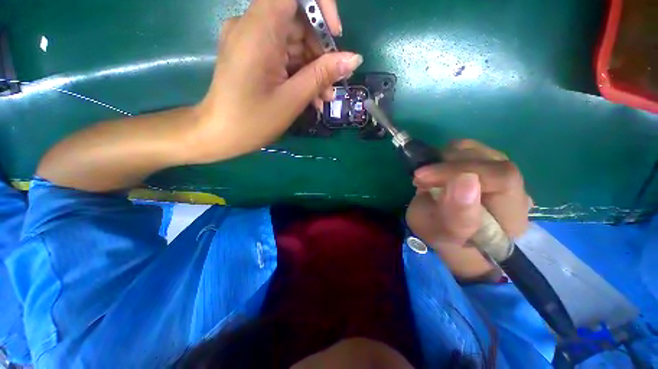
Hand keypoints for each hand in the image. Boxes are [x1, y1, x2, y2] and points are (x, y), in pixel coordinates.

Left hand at [190, 0, 362, 162]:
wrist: (220, 135)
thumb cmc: (253, 121)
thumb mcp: (292, 99)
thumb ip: (322, 74)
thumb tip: (354, 58)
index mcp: (258, 29)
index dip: (321, 8)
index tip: (335, 36)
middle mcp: (252, 26)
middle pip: (298, 22)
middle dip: (321, 53)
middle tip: (333, 84)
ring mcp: (252, 41)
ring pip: (294, 43)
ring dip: (313, 69)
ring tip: (324, 98)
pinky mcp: (254, 55)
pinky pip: (284, 55)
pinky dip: (300, 73)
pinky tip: (311, 97)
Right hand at [406, 140, 530, 280]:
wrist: (446, 232)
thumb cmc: (443, 237)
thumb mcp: (441, 232)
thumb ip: (456, 214)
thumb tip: (465, 178)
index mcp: (511, 215)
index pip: (502, 178)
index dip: (459, 171)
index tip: (423, 177)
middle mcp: (515, 190)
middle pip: (490, 160)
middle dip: (447, 165)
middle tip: (421, 178)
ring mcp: (499, 173)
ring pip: (477, 150)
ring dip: (445, 160)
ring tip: (429, 178)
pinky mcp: (485, 164)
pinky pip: (468, 148)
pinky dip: (446, 155)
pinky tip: (438, 171)